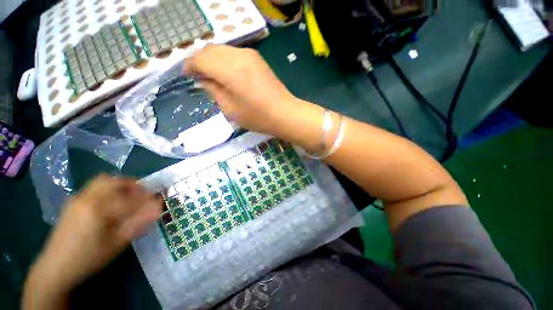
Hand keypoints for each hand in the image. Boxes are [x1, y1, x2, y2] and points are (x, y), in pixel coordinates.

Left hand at [24, 174, 161, 307]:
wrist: (55, 267)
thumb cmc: (89, 258)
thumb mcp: (117, 244)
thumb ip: (138, 223)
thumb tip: (158, 208)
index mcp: (98, 210)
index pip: (130, 197)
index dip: (148, 197)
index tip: (159, 200)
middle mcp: (86, 198)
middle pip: (115, 181)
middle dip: (134, 185)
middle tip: (145, 194)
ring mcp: (77, 198)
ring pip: (103, 181)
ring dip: (121, 184)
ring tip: (130, 196)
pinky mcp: (73, 202)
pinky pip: (95, 187)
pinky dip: (109, 188)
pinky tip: (112, 202)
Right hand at [184, 45, 302, 134]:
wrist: (285, 113)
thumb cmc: (258, 117)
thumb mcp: (231, 109)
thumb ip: (214, 91)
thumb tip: (204, 80)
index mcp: (231, 71)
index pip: (201, 59)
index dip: (190, 66)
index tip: (187, 75)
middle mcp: (240, 56)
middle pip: (210, 50)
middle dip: (200, 61)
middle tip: (198, 76)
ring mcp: (251, 55)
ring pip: (222, 50)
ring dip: (212, 59)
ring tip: (212, 76)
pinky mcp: (257, 59)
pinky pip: (234, 53)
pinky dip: (225, 60)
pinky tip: (226, 73)